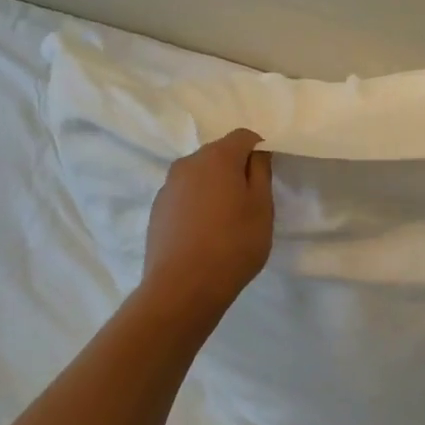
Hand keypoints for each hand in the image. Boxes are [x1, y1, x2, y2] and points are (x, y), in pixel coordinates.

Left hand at [141, 129, 273, 320]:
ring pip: (200, 176)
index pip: (244, 136)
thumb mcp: (262, 207)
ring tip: (226, 221)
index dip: (260, 150)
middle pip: (219, 154)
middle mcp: (188, 163)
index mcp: (217, 157)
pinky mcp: (157, 210)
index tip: (267, 177)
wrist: (182, 288)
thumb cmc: (233, 244)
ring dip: (215, 187)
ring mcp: (168, 187)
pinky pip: (185, 196)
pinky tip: (205, 234)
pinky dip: (197, 204)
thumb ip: (261, 172)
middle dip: (236, 169)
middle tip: (250, 201)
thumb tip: (256, 153)